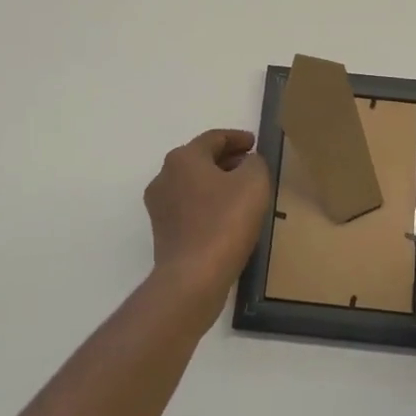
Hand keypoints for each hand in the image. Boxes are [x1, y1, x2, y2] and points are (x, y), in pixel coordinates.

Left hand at [144, 129, 271, 311]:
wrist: (192, 278)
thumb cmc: (225, 221)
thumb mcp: (254, 182)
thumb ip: (254, 163)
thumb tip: (247, 163)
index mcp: (184, 158)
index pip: (214, 138)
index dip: (238, 138)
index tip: (255, 144)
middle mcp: (165, 176)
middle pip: (200, 159)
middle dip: (227, 160)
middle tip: (251, 166)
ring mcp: (159, 206)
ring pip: (193, 184)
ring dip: (217, 183)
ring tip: (242, 192)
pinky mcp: (162, 232)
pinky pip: (189, 207)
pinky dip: (208, 204)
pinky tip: (227, 217)